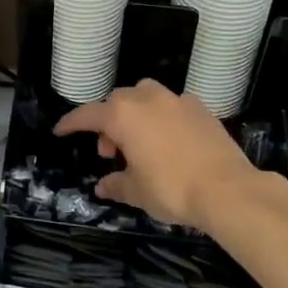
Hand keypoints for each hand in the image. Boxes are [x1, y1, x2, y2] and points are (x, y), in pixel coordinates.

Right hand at [54, 79, 271, 230]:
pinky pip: (171, 105)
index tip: (60, 131)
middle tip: (111, 152)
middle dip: (108, 123)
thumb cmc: (171, 189)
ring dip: (135, 113)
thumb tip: (103, 186)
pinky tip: (170, 140)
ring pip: (145, 96)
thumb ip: (116, 184)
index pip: (88, 115)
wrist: (227, 189)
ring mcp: (176, 100)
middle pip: (117, 102)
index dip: (71, 123)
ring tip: (140, 141)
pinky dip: (163, 117)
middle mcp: (146, 99)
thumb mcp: (136, 191)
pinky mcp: (200, 108)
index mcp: (122, 115)